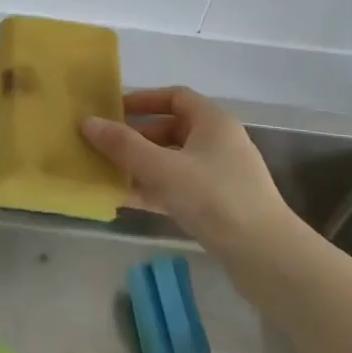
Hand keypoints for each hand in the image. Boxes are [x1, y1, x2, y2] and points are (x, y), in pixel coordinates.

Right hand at [81, 87, 296, 252]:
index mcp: (213, 122)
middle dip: (137, 138)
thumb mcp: (163, 168)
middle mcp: (219, 143)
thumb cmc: (214, 197)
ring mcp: (220, 176)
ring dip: (142, 166)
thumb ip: (123, 145)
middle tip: (105, 147)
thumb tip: (87, 122)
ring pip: (173, 162)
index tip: (114, 112)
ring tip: (107, 174)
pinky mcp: (218, 205)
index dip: (144, 100)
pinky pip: (178, 188)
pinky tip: (126, 201)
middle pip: (171, 130)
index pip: (176, 97)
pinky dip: (154, 190)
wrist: (264, 255)